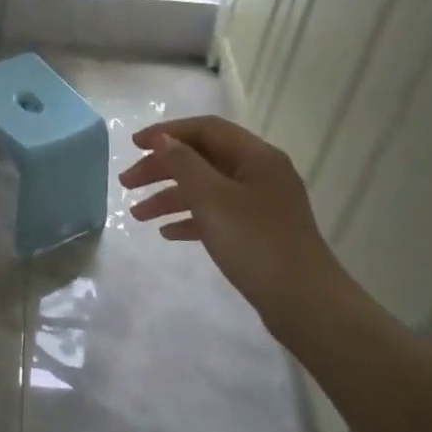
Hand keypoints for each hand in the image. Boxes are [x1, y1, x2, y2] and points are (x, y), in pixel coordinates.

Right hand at [119, 116, 356, 336]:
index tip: (134, 145)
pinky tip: (167, 233)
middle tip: (127, 183)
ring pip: (206, 188)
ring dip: (169, 197)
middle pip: (202, 158)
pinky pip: (216, 214)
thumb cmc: (255, 242)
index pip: (205, 129)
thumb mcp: (212, 198)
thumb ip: (183, 164)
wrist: (304, 302)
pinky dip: (190, 218)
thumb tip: (163, 139)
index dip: (167, 131)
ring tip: (137, 215)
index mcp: (256, 156)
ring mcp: (260, 204)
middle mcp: (260, 173)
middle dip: (162, 168)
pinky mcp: (258, 231)